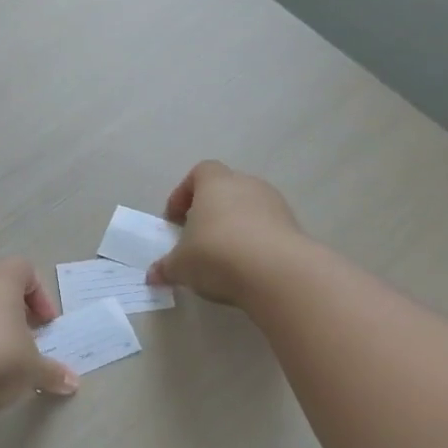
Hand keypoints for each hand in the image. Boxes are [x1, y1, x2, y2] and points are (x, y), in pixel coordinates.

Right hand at [147, 160, 303, 304]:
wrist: (277, 272)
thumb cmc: (216, 255)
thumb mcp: (180, 266)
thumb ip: (166, 267)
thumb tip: (153, 275)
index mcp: (215, 183)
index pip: (199, 172)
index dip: (184, 194)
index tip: (175, 220)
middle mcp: (247, 185)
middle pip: (225, 190)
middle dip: (210, 212)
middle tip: (197, 239)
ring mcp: (275, 204)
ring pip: (248, 209)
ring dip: (235, 227)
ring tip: (223, 257)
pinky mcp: (293, 227)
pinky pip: (267, 229)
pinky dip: (255, 242)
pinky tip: (246, 267)